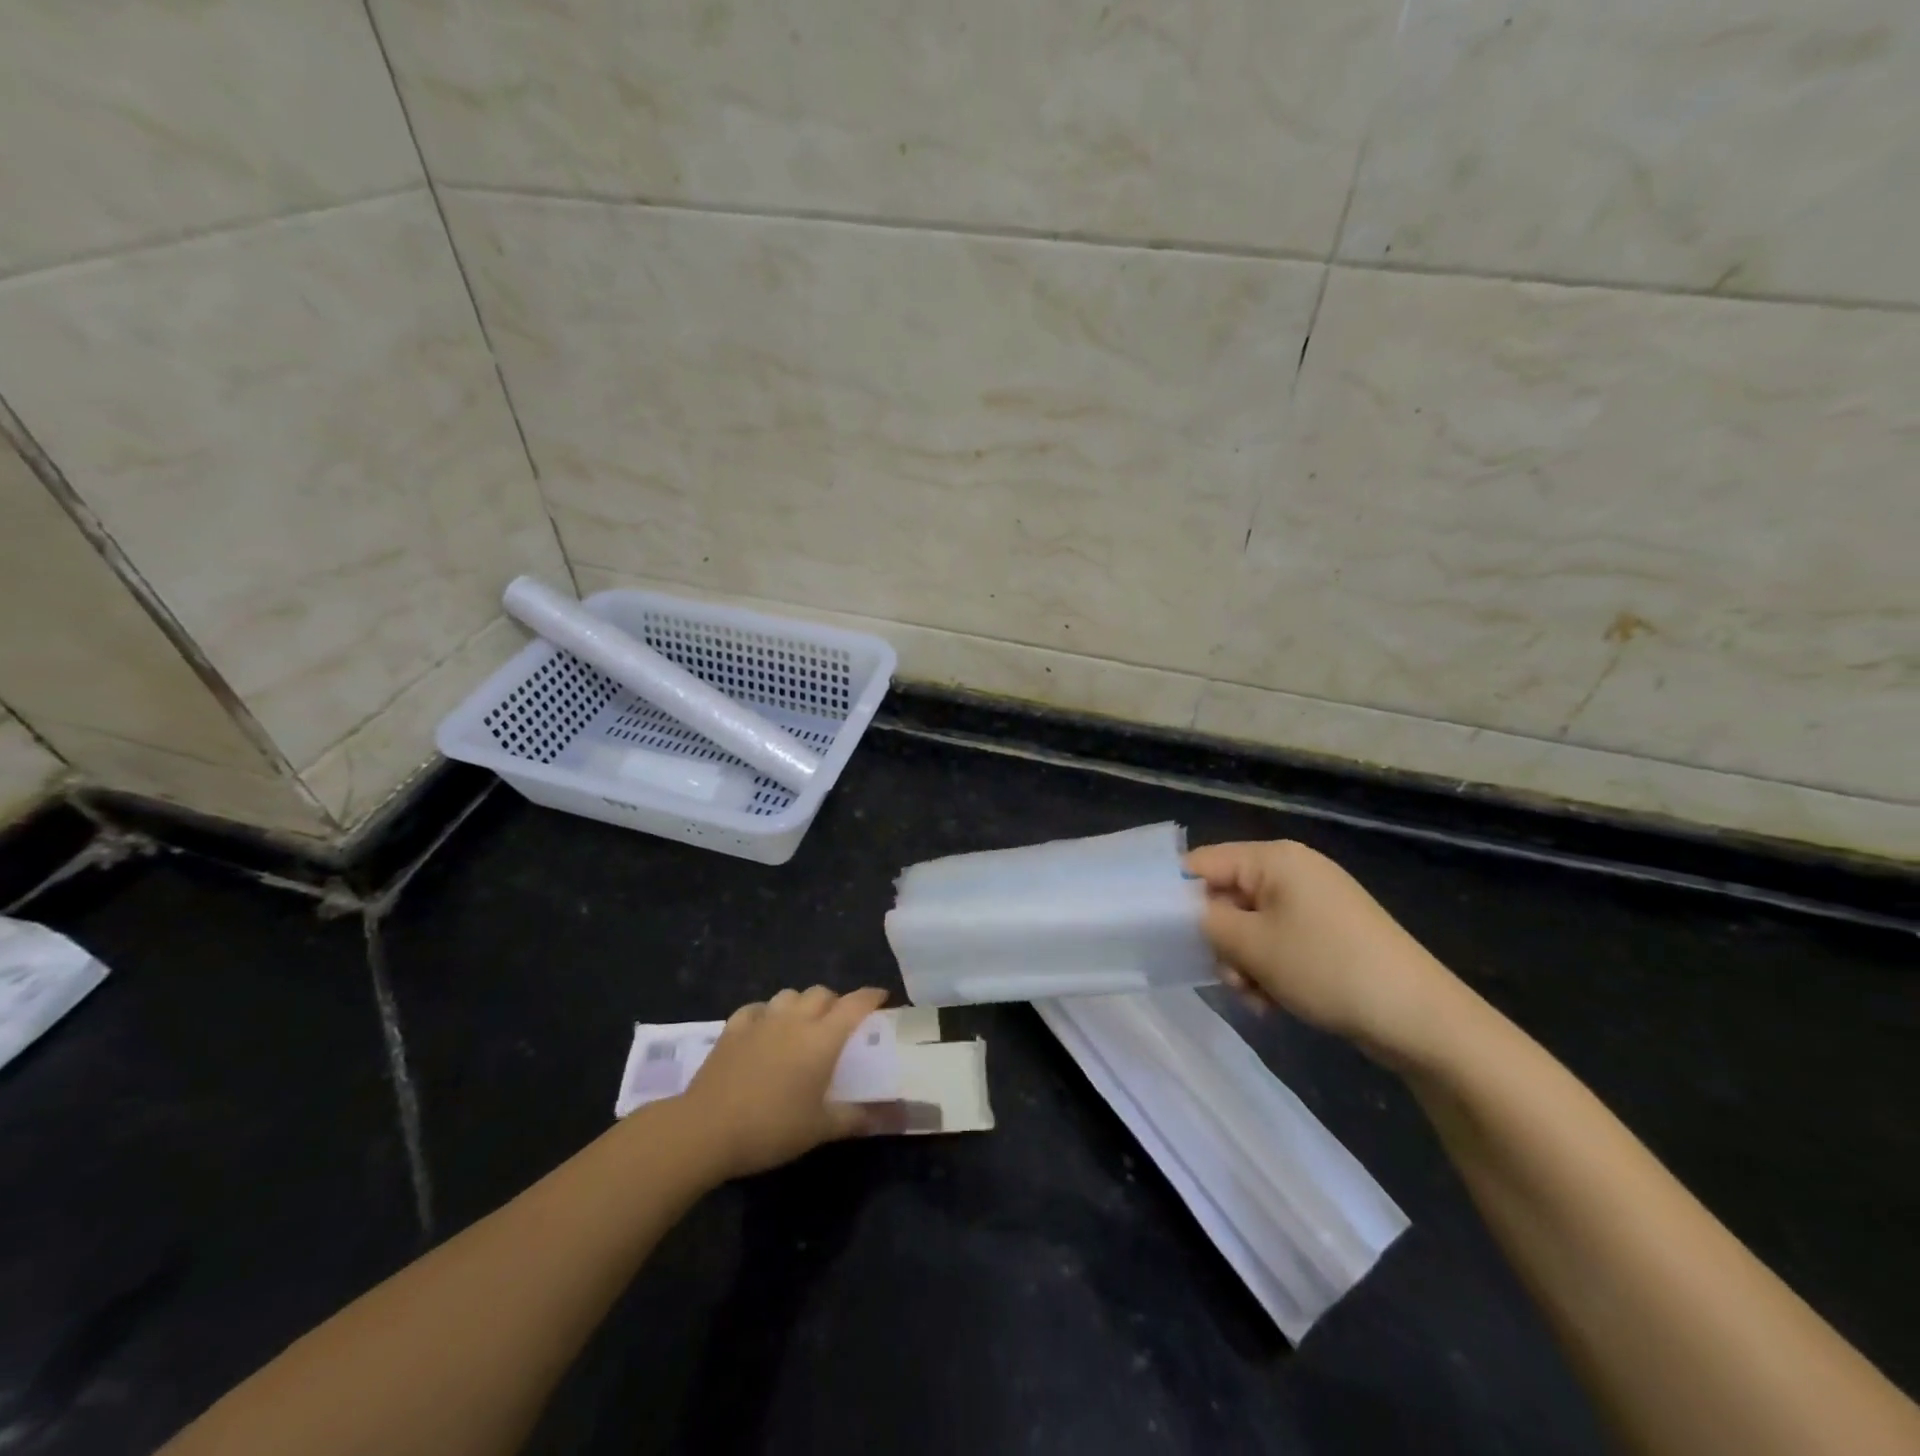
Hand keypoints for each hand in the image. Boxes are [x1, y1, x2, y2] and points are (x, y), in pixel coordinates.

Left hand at [681, 985, 891, 1178]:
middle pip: (821, 993)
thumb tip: (892, 1117)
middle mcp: (795, 1020)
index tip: (882, 998)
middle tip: (840, 1023)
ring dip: (801, 1004)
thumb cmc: (771, 1128)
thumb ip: (856, 1118)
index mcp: (822, 1038)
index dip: (871, 997)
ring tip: (802, 1024)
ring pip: (789, 995)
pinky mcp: (733, 1028)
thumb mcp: (819, 1129)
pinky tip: (764, 1029)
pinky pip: (756, 1009)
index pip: (855, 1004)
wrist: (705, 1129)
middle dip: (835, 1002)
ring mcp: (761, 1020)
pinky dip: (766, 1013)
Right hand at [1185, 840, 1464, 1063]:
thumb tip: (1180, 910)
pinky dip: (1269, 970)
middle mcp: (1293, 871)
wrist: (1421, 1019)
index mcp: (1274, 858)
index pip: (1202, 863)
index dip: (1177, 896)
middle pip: (1226, 897)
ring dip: (1243, 963)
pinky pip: (1279, 943)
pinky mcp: (1329, 933)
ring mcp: (1314, 903)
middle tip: (1228, 978)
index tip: (1163, 934)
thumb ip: (1204, 921)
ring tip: (1258, 998)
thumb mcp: (1252, 946)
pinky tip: (1276, 1002)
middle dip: (1220, 941)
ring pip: (1250, 927)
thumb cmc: (1328, 968)